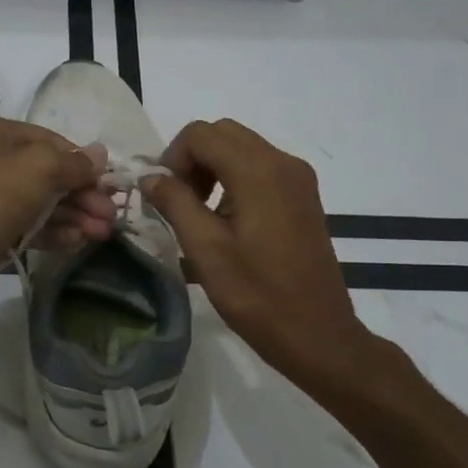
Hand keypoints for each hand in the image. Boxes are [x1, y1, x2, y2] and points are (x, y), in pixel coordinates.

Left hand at [0, 118, 112, 315]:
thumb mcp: (40, 168)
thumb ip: (73, 162)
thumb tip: (99, 154)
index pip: (48, 139)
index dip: (81, 161)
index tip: (108, 182)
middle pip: (45, 173)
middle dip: (81, 194)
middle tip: (111, 215)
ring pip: (37, 202)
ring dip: (73, 215)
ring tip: (102, 233)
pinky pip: (25, 225)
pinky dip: (52, 231)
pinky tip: (77, 241)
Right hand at [142, 118, 368, 389]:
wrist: (316, 333)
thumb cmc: (256, 294)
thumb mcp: (205, 248)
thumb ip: (174, 203)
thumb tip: (151, 177)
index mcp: (259, 171)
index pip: (201, 134)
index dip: (173, 158)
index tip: (164, 196)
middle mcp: (283, 163)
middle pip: (223, 134)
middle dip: (192, 160)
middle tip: (179, 202)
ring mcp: (298, 179)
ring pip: (242, 149)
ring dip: (212, 169)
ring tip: (199, 214)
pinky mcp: (304, 197)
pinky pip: (261, 169)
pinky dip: (234, 180)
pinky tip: (226, 222)